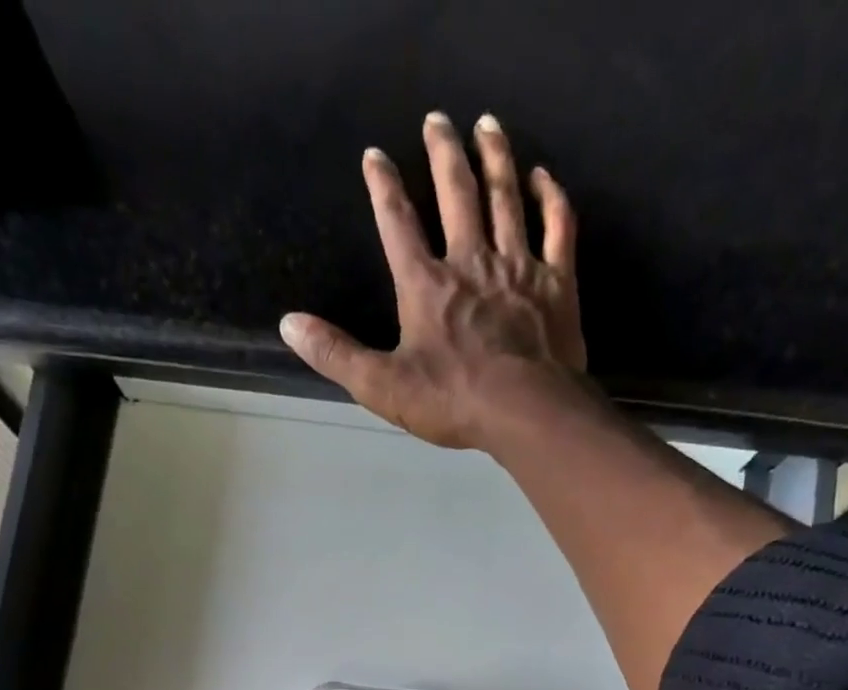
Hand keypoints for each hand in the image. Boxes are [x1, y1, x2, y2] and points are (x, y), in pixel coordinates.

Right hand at [280, 112, 585, 450]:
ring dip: (495, 158)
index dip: (383, 187)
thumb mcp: (381, 386)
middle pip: (456, 194)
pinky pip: (558, 227)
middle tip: (437, 119)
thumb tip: (289, 324)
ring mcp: (518, 267)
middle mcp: (471, 261)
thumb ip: (336, 354)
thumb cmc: (452, 401)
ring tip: (487, 125)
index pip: (398, 223)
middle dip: (443, 153)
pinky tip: (543, 177)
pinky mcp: (556, 283)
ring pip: (505, 198)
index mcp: (426, 285)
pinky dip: (551, 198)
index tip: (375, 155)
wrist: (525, 411)